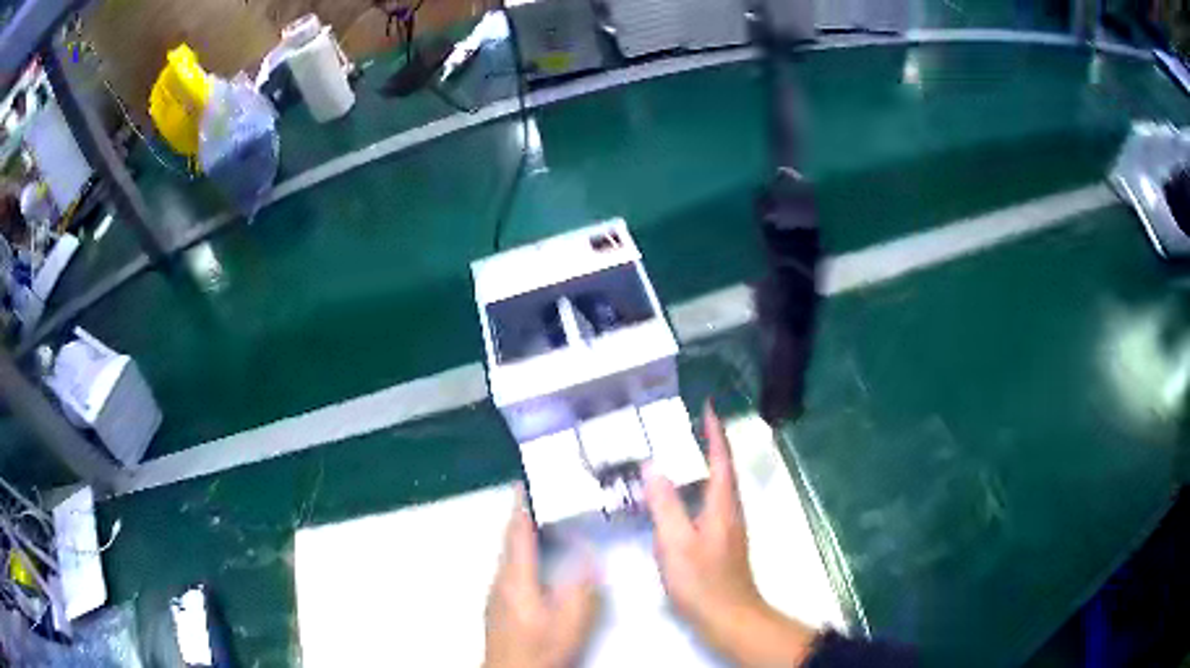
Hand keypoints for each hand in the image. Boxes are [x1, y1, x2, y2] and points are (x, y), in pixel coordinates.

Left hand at [484, 486, 600, 667]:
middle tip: (543, 499)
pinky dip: (522, 555)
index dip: (521, 507)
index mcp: (515, 579)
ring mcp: (496, 594)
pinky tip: (538, 563)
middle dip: (523, 519)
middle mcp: (500, 581)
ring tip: (543, 525)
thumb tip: (587, 555)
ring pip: (509, 556)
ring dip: (523, 537)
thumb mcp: (569, 622)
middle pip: (510, 542)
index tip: (525, 482)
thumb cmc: (540, 650)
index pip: (517, 533)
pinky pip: (511, 569)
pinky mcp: (498, 606)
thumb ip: (581, 588)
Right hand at [644, 402, 814, 666]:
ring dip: (706, 463)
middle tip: (688, 424)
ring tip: (682, 452)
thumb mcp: (676, 542)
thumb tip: (653, 466)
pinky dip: (699, 486)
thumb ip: (665, 505)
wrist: (727, 616)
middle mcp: (730, 510)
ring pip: (718, 486)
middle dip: (710, 443)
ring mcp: (728, 527)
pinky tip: (682, 497)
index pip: (721, 459)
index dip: (714, 432)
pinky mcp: (722, 541)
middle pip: (723, 469)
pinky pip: (711, 501)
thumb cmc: (701, 581)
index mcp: (722, 505)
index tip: (707, 406)